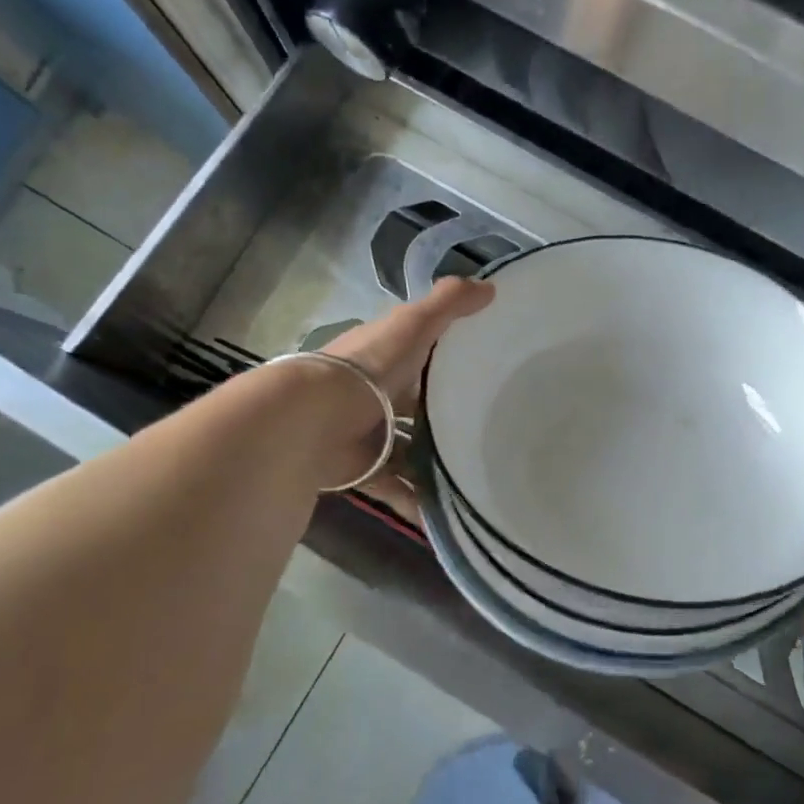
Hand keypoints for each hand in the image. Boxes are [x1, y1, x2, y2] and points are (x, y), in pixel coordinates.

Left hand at [317, 277, 494, 512]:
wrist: (313, 420)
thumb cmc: (369, 369)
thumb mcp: (413, 327)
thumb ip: (449, 306)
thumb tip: (491, 286)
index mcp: (383, 357)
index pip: (417, 355)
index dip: (445, 360)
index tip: (484, 372)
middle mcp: (372, 394)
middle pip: (413, 406)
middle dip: (442, 418)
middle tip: (488, 432)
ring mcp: (366, 433)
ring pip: (407, 450)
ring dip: (433, 465)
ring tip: (474, 478)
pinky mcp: (360, 469)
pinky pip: (394, 488)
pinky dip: (415, 502)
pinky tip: (444, 517)